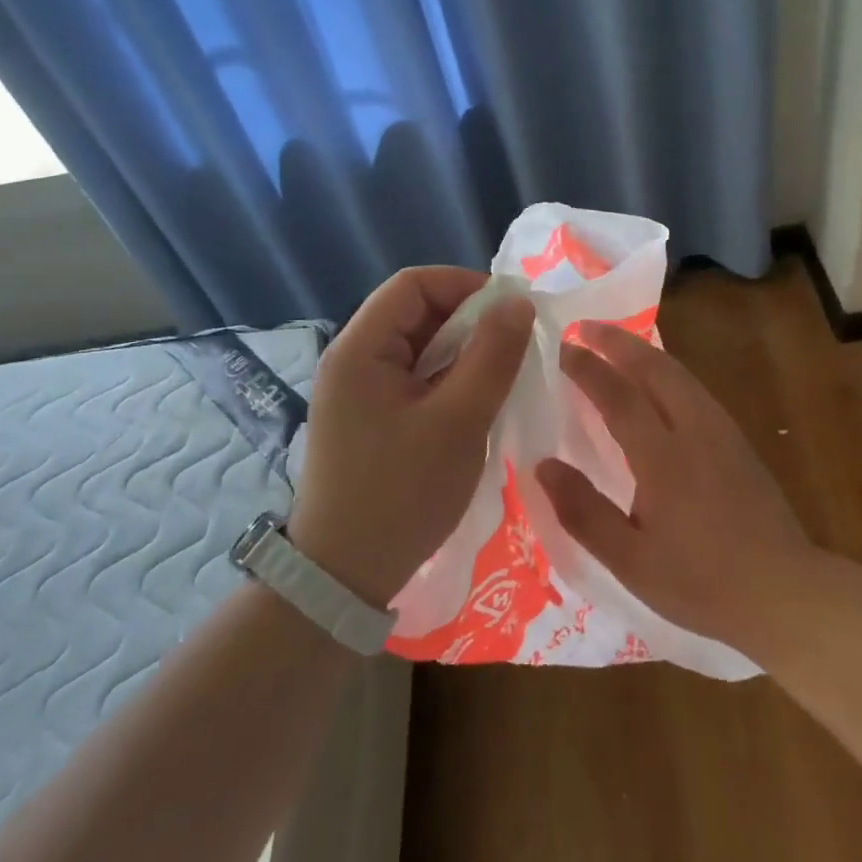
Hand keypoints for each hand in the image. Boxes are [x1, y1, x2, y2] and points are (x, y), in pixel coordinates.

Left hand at [289, 267, 533, 609]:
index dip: (466, 286)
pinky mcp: (369, 419)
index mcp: (360, 348)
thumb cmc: (402, 493)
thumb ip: (492, 356)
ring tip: (501, 378)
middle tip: (515, 349)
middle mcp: (352, 360)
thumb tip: (518, 302)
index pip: (414, 284)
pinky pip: (414, 380)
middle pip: (416, 313)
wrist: (344, 577)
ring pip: (419, 348)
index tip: (512, 312)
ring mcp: (358, 391)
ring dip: (462, 354)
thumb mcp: (459, 421)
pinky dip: (448, 382)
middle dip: (469, 322)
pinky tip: (476, 405)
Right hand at [539, 321, 818, 652]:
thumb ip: (583, 511)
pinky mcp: (738, 441)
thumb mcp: (631, 561)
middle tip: (584, 327)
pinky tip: (658, 382)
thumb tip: (542, 465)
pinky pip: (694, 388)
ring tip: (616, 345)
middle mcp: (694, 430)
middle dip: (617, 341)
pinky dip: (667, 370)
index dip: (587, 367)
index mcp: (663, 457)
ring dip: (644, 352)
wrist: (784, 591)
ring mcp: (721, 431)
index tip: (561, 348)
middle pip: (654, 368)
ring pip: (679, 373)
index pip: (618, 395)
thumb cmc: (701, 582)